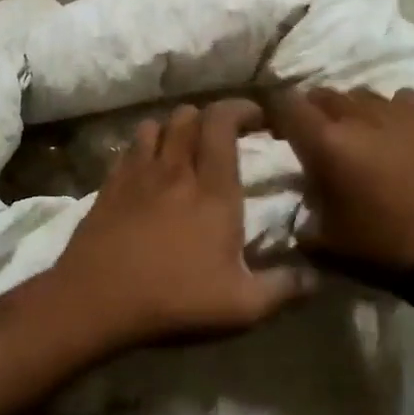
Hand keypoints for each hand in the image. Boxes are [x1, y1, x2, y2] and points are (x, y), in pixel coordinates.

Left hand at [49, 99, 312, 349]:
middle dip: (209, 117)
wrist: (97, 300)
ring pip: (155, 125)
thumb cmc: (174, 298)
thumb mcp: (241, 306)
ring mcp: (137, 174)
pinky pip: (128, 148)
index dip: (242, 109)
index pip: (223, 124)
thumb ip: (283, 288)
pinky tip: (148, 169)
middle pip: (188, 115)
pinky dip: (144, 147)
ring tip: (183, 149)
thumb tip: (316, 278)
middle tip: (223, 136)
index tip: (258, 118)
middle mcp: (175, 170)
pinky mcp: (109, 186)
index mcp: (213, 190)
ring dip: (174, 129)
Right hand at [269, 87, 413, 275]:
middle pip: (323, 95)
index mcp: (325, 143)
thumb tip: (300, 200)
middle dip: (314, 113)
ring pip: (362, 95)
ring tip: (361, 135)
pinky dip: (393, 111)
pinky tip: (398, 132)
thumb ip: (302, 212)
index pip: (285, 104)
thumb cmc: (382, 249)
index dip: (276, 113)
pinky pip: (402, 99)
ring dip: (353, 111)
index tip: (279, 130)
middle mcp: (358, 117)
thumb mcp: (323, 241)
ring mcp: (398, 112)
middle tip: (319, 139)